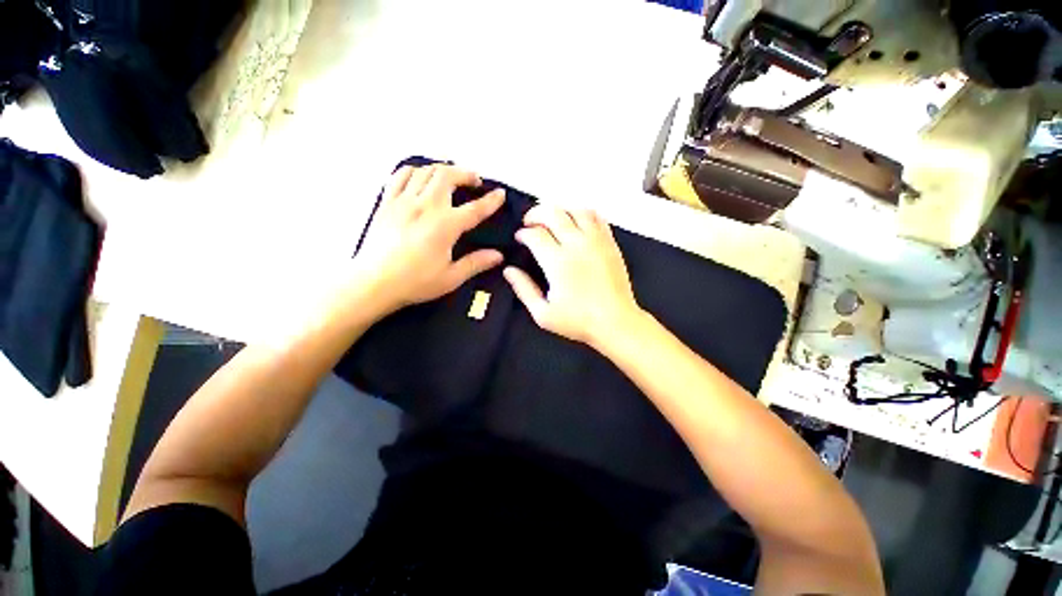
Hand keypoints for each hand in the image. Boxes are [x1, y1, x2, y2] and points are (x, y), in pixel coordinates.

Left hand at [352, 164, 504, 314]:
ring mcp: (403, 201)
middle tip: (474, 182)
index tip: (500, 193)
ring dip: (442, 169)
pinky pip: (400, 175)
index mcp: (445, 225)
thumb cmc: (415, 282)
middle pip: (448, 175)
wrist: (373, 283)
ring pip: (425, 170)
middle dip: (465, 174)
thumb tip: (498, 255)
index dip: (491, 200)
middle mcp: (426, 206)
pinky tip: (420, 178)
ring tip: (450, 178)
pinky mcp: (387, 202)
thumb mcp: (451, 277)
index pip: (475, 208)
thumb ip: (476, 263)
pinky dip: (415, 170)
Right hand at [503, 205, 642, 348]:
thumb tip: (509, 270)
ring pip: (576, 209)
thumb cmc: (578, 321)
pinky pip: (596, 217)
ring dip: (560, 209)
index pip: (535, 234)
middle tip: (530, 222)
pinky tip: (576, 221)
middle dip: (536, 213)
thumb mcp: (543, 313)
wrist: (616, 322)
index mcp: (557, 262)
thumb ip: (524, 289)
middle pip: (553, 213)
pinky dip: (582, 213)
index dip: (523, 233)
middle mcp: (576, 245)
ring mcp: (596, 241)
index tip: (520, 238)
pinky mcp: (610, 242)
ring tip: (552, 218)